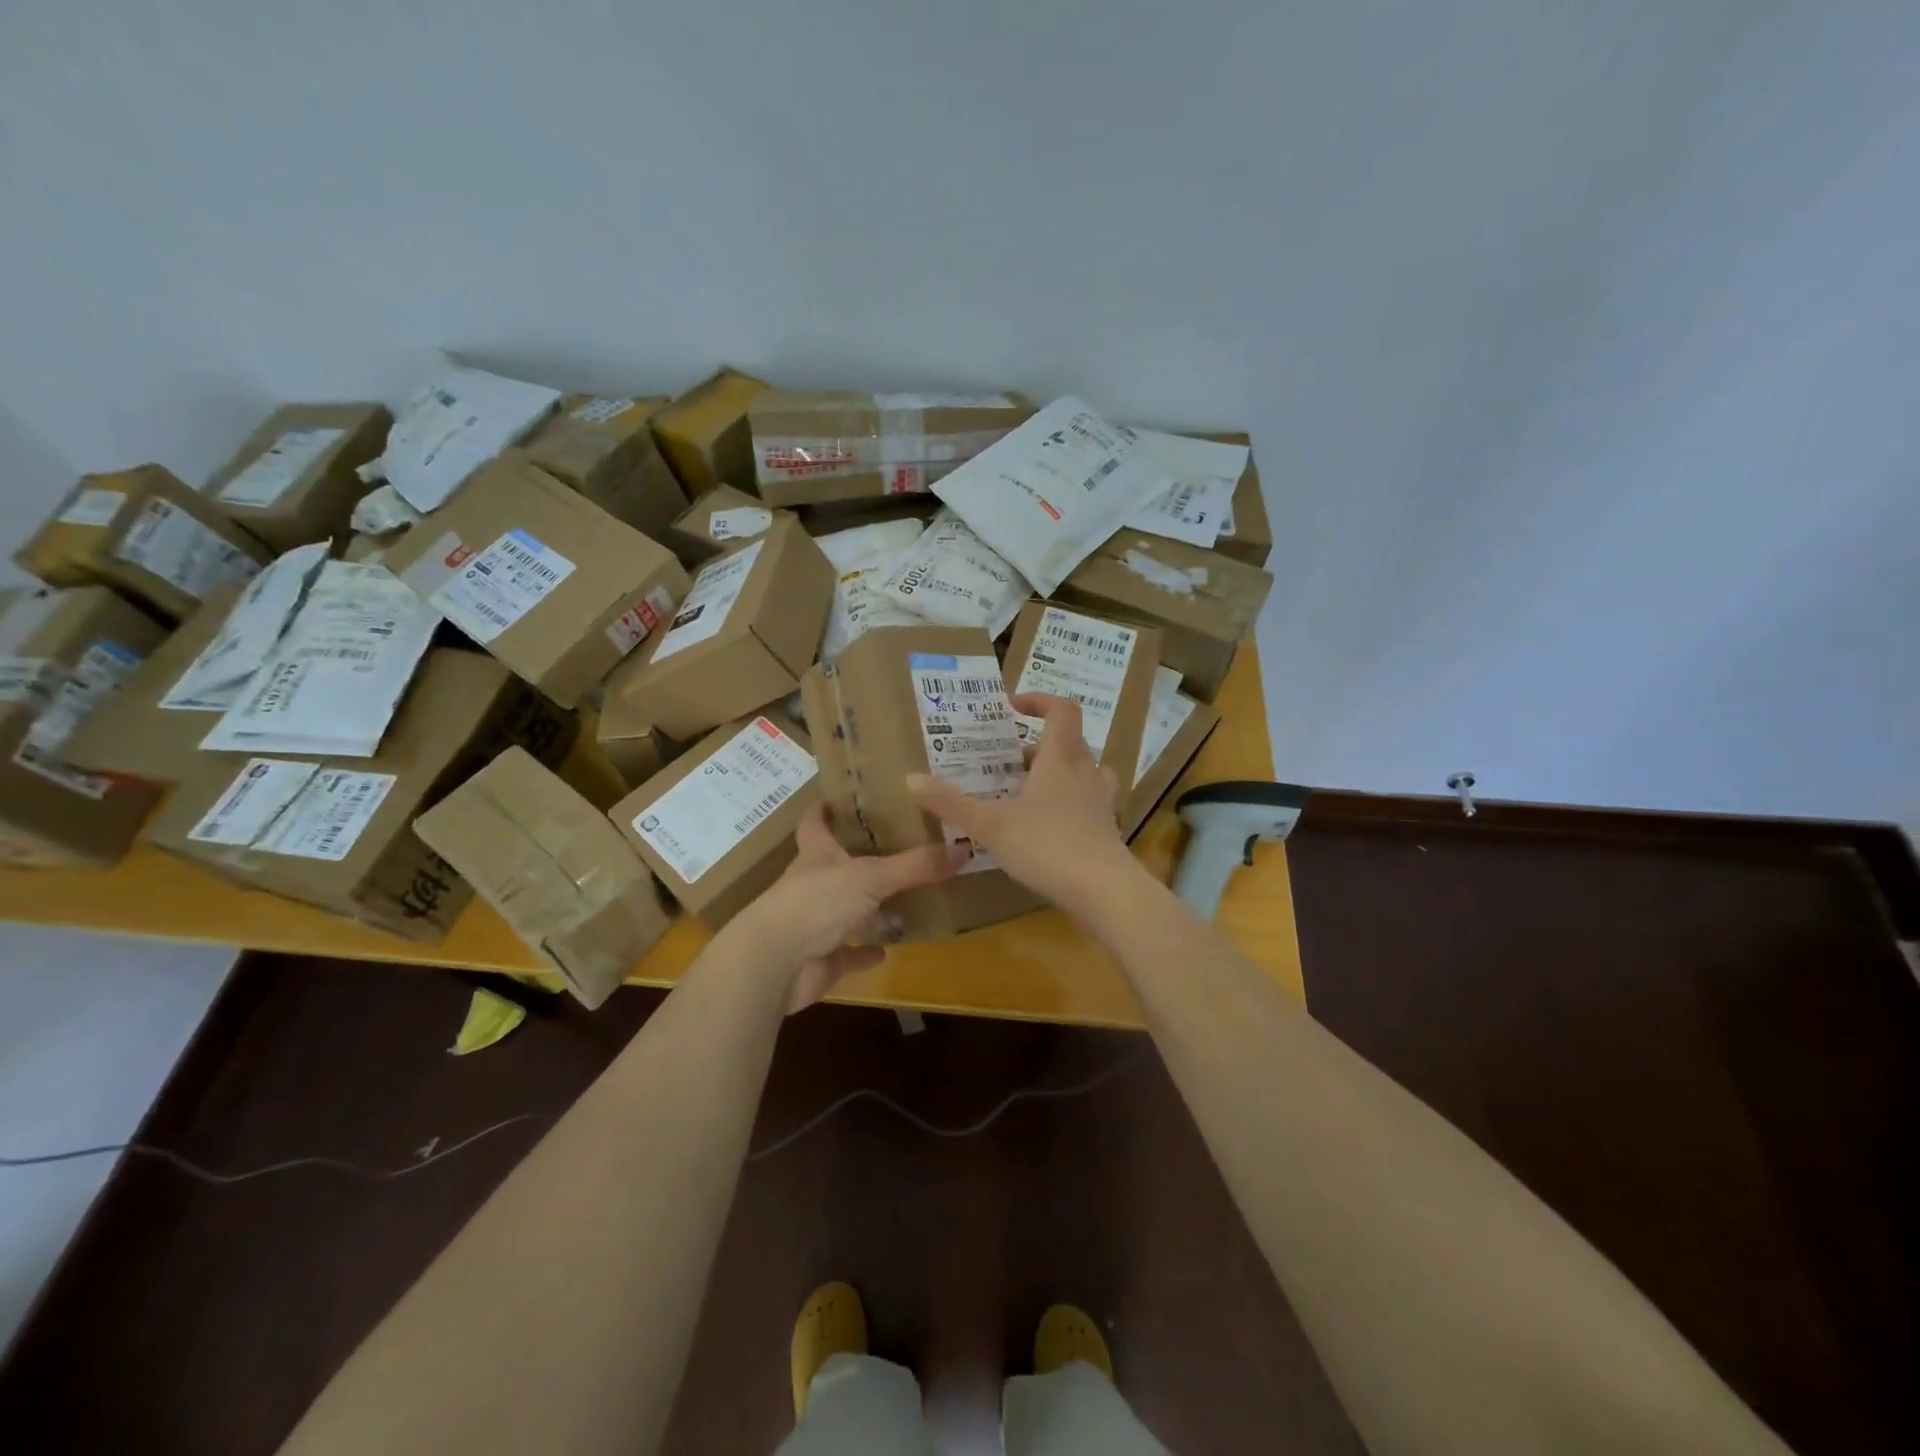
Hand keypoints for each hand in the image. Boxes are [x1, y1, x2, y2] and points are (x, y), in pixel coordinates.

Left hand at [722, 801, 965, 1012]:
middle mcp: (811, 885)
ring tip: (900, 895)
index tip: (842, 796)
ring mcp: (813, 924)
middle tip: (895, 844)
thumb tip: (963, 850)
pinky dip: (863, 952)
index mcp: (817, 855)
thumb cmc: (816, 903)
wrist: (774, 963)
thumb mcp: (871, 876)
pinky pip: (846, 953)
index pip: (816, 822)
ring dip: (865, 906)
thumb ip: (915, 865)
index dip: (826, 808)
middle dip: (857, 856)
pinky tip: (885, 949)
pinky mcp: (819, 959)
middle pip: (833, 864)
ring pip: (842, 909)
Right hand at [909, 692, 1142, 913]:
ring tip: (1028, 791)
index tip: (1013, 708)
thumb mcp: (990, 824)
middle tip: (1007, 762)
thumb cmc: (1047, 846)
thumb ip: (950, 803)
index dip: (1039, 701)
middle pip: (1069, 742)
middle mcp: (1086, 772)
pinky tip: (1046, 827)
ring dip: (1057, 774)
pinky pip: (1087, 802)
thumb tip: (910, 779)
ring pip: (1082, 773)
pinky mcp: (1107, 829)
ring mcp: (1101, 802)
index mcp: (1061, 758)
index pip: (1062, 710)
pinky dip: (1068, 803)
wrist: (1104, 891)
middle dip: (1037, 746)